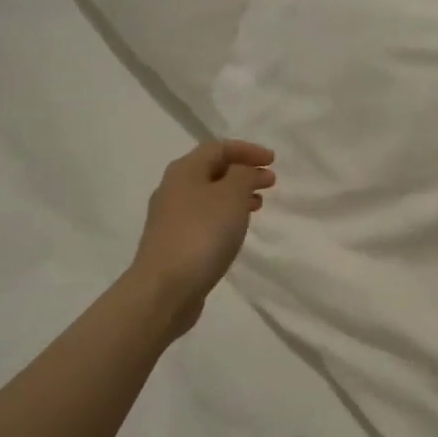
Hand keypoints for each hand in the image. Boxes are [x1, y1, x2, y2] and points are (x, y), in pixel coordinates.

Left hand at [130, 140, 275, 333]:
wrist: (164, 289)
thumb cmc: (202, 234)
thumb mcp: (231, 196)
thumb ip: (243, 175)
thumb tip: (244, 171)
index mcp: (184, 171)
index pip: (218, 147)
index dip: (248, 150)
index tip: (273, 161)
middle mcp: (173, 189)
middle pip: (212, 170)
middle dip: (243, 172)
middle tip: (270, 182)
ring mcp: (170, 218)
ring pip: (209, 196)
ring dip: (236, 195)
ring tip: (258, 205)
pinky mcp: (173, 243)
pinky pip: (204, 218)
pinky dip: (225, 216)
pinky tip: (236, 230)